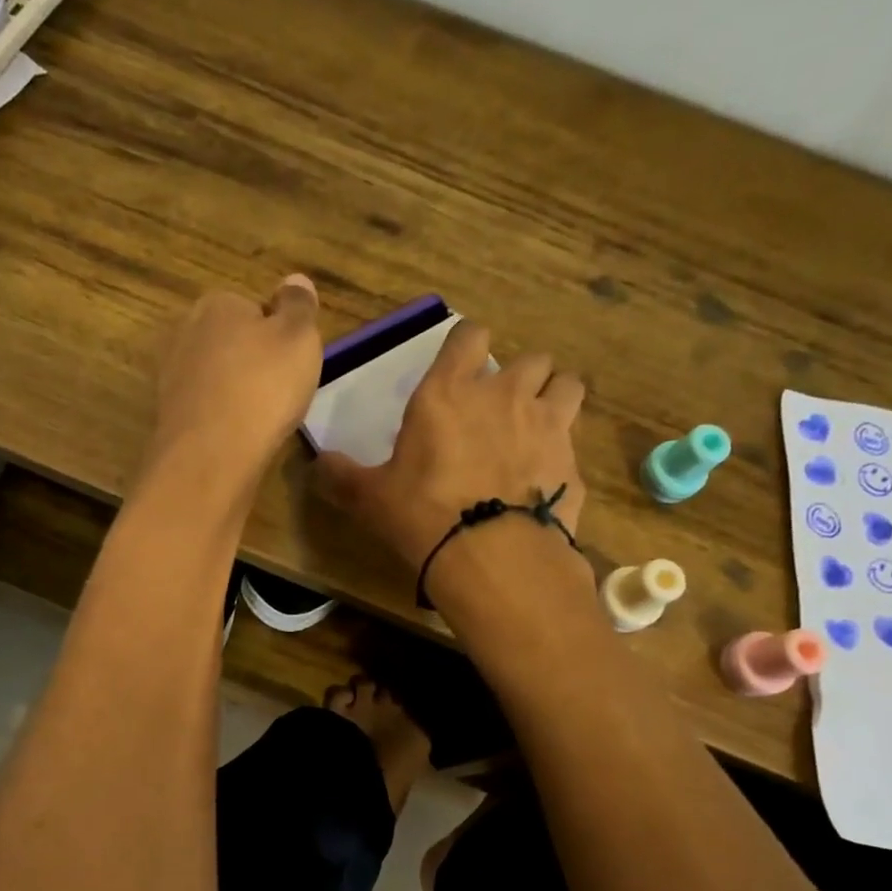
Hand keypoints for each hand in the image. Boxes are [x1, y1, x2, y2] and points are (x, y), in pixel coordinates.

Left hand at [147, 275, 323, 494]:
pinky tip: (237, 436)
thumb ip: (299, 305)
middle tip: (278, 392)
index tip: (292, 363)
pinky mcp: (167, 414)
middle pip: (230, 342)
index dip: (277, 336)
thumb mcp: (299, 337)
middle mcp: (185, 331)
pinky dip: (220, 418)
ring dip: (234, 392)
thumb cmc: (263, 387)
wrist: (212, 453)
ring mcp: (171, 374)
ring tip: (260, 419)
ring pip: (215, 377)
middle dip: (252, 362)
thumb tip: (294, 279)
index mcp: (217, 303)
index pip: (253, 309)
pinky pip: (204, 408)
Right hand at [316, 319, 586, 575]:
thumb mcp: (370, 497)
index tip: (462, 365)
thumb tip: (318, 465)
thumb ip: (343, 476)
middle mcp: (504, 395)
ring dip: (553, 398)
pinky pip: (573, 442)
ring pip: (566, 385)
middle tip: (501, 408)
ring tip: (537, 428)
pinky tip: (544, 480)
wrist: (490, 554)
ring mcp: (548, 424)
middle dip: (519, 377)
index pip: (468, 336)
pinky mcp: (572, 461)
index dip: (467, 345)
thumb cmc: (421, 513)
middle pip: (531, 359)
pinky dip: (561, 453)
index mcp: (449, 392)